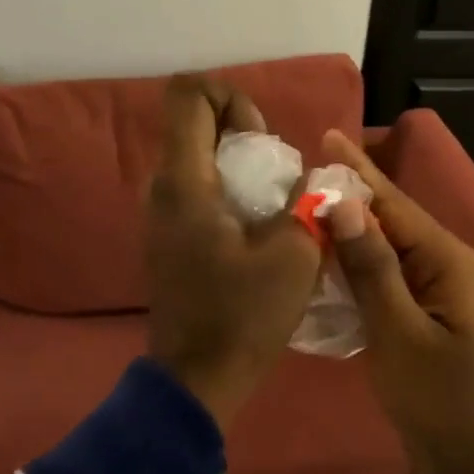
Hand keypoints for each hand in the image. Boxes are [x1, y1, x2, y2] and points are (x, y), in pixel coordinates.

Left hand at [146, 76, 321, 427]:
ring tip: (273, 203)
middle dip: (241, 132)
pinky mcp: (168, 236)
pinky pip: (197, 188)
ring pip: (197, 156)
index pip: (188, 94)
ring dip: (238, 164)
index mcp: (186, 181)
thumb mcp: (295, 255)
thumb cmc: (244, 316)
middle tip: (276, 174)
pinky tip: (256, 228)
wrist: (198, 378)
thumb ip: (309, 203)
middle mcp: (163, 187)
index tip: (261, 139)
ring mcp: (161, 213)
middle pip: (195, 122)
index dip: (230, 96)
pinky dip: (227, 189)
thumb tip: (312, 181)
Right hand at [323, 130, 473, 473]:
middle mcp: (443, 269)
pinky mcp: (422, 329)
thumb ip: (371, 268)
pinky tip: (319, 272)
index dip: (356, 170)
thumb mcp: (401, 334)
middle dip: (347, 198)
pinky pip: (383, 288)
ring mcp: (434, 301)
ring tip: (298, 214)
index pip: (393, 202)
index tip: (323, 136)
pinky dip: (352, 275)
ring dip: (346, 236)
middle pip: (389, 222)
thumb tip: (342, 203)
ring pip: (383, 256)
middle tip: (295, 177)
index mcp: (446, 260)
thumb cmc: (448, 405)